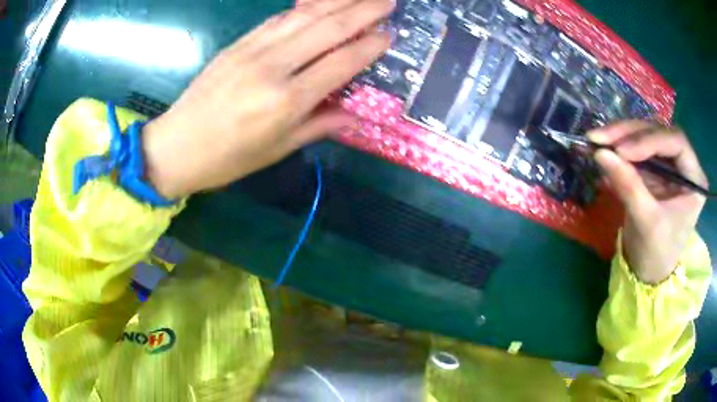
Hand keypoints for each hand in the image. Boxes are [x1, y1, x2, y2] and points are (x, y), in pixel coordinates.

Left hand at [142, 0, 393, 198]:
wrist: (175, 147)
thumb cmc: (227, 159)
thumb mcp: (277, 150)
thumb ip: (318, 126)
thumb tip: (354, 115)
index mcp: (287, 101)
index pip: (341, 63)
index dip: (369, 46)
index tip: (389, 35)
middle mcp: (273, 67)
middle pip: (327, 28)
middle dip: (363, 10)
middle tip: (388, 1)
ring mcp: (252, 50)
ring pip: (303, 16)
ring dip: (337, 1)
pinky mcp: (237, 44)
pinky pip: (277, 19)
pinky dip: (303, 8)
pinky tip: (319, 3)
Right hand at [589, 121, 707, 283]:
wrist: (649, 272)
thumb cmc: (656, 253)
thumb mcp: (646, 222)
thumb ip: (628, 185)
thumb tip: (600, 152)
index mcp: (694, 179)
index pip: (676, 142)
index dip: (649, 140)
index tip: (621, 150)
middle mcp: (684, 164)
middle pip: (659, 133)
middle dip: (630, 134)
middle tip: (601, 137)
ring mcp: (669, 163)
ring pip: (646, 135)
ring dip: (622, 136)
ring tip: (597, 140)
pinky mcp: (656, 168)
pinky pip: (638, 148)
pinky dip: (620, 147)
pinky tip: (604, 149)